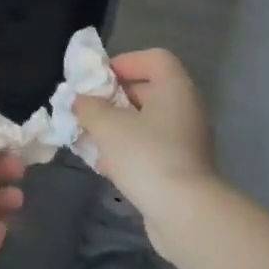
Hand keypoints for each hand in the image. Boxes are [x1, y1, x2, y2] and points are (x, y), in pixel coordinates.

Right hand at [72, 49, 217, 220]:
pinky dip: (130, 151)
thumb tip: (81, 100)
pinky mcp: (183, 167)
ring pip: (148, 123)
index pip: (155, 58)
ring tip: (90, 139)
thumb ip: (89, 108)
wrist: (184, 211)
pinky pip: (152, 148)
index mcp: (175, 88)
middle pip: (149, 90)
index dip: (125, 62)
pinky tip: (106, 167)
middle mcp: (186, 108)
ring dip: (119, 128)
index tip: (97, 80)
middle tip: (87, 111)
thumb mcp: (108, 126)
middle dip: (114, 99)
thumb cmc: (146, 156)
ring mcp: (187, 139)